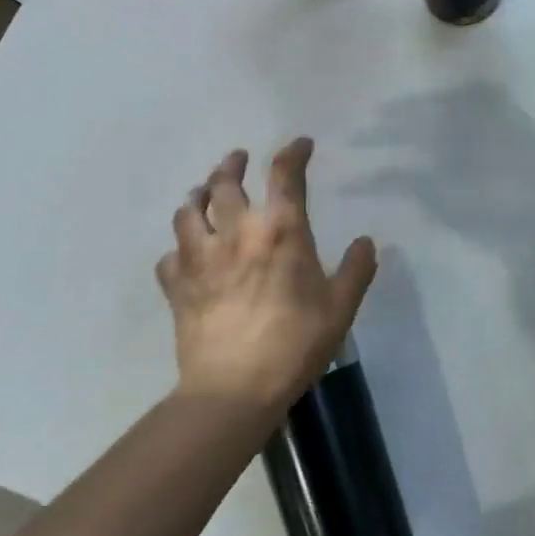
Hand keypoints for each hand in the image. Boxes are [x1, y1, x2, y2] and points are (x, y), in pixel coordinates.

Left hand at [155, 138, 377, 410]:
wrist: (233, 390)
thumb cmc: (296, 343)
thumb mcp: (341, 307)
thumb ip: (356, 269)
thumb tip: (366, 242)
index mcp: (281, 231)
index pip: (284, 174)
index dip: (293, 152)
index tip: (301, 144)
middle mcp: (237, 233)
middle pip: (224, 183)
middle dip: (232, 164)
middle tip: (237, 159)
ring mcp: (200, 259)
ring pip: (188, 212)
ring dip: (197, 197)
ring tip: (202, 194)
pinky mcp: (177, 287)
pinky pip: (169, 257)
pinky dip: (178, 249)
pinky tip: (185, 255)